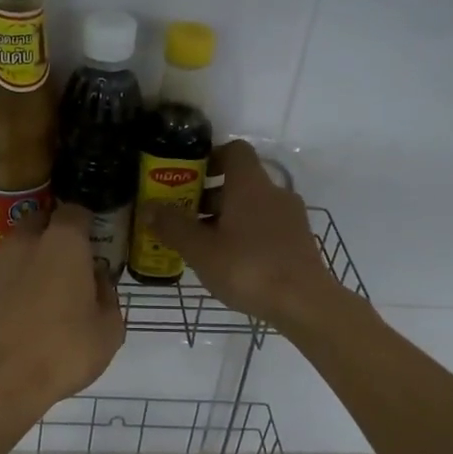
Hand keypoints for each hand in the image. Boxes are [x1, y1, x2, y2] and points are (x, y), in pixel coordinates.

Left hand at [0, 204, 125, 415]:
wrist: (0, 381)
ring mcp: (0, 263)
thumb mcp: (109, 329)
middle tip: (76, 260)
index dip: (89, 222)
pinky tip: (33, 306)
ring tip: (54, 285)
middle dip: (59, 233)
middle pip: (44, 221)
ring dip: (38, 255)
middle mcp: (28, 242)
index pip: (76, 210)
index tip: (98, 239)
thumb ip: (108, 296)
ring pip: (23, 245)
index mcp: (63, 242)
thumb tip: (98, 280)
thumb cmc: (64, 350)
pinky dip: (21, 279)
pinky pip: (9, 271)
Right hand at [140, 140, 341, 329]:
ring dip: (226, 219)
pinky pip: (265, 228)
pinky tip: (230, 263)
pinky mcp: (298, 242)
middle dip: (209, 196)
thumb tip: (147, 207)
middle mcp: (273, 193)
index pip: (234, 150)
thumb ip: (173, 226)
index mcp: (250, 185)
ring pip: (252, 207)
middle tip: (183, 218)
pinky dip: (245, 236)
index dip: (210, 158)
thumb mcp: (201, 250)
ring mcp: (290, 218)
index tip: (188, 178)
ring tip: (202, 246)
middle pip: (239, 183)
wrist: (305, 303)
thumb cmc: (248, 268)